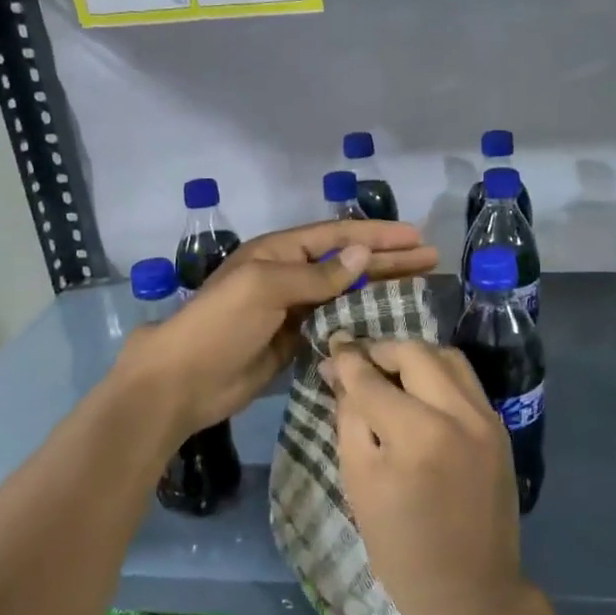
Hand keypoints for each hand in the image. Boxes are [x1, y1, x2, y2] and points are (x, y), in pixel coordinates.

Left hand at [116, 220, 436, 437]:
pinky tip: (389, 321)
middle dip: (389, 259)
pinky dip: (362, 320)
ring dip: (381, 287)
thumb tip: (363, 254)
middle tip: (431, 258)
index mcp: (280, 251)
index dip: (377, 235)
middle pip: (349, 261)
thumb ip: (317, 274)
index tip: (415, 236)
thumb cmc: (221, 324)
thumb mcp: (267, 287)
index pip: (338, 236)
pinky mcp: (295, 341)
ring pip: (347, 292)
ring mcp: (294, 309)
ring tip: (421, 284)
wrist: (184, 380)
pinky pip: (336, 323)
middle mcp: (290, 274)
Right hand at [324, 340, 531, 614]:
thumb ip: (350, 419)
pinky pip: (466, 382)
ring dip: (413, 356)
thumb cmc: (401, 547)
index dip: (347, 359)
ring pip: (447, 357)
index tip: (331, 347)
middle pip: (415, 352)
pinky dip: (438, 375)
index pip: (372, 378)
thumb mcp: (359, 483)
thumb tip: (343, 374)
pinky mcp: (500, 429)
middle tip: (357, 360)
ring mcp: (486, 419)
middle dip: (381, 349)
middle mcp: (458, 414)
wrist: (470, 592)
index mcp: (416, 433)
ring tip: (389, 370)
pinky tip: (419, 391)